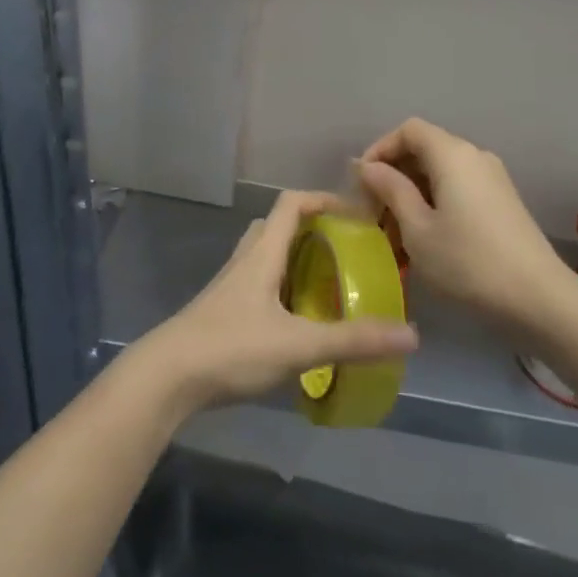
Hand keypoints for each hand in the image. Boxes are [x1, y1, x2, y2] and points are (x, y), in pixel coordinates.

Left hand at [132, 189, 418, 420]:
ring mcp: (230, 286)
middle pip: (278, 226)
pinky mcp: (222, 313)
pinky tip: (298, 324)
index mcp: (263, 252)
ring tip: (327, 286)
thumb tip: (411, 335)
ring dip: (295, 261)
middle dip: (312, 230)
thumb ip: (352, 341)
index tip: (357, 214)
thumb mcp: (298, 345)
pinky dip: (282, 290)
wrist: (166, 378)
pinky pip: (258, 286)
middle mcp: (245, 260)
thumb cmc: (231, 347)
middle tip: (344, 252)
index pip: (292, 202)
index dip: (324, 198)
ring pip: (266, 257)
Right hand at [357, 117, 573, 337]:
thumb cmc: (469, 262)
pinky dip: (436, 203)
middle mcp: (474, 156)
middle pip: (425, 149)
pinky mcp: (503, 202)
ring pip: (441, 172)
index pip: (408, 130)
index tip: (362, 182)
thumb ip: (391, 190)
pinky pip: (459, 189)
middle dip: (394, 175)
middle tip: (374, 212)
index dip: (380, 148)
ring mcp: (493, 179)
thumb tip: (369, 166)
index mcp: (452, 154)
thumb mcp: (418, 229)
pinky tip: (426, 239)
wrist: (541, 300)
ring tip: (395, 233)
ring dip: (413, 194)